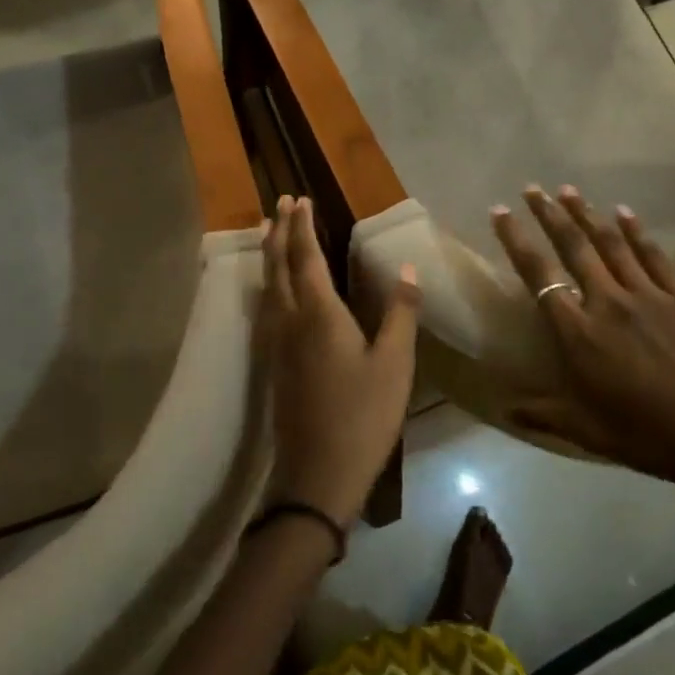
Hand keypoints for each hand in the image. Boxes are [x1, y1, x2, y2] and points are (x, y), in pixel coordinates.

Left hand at [256, 195, 420, 526]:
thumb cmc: (362, 417)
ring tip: (270, 232)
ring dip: (269, 254)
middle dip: (279, 231)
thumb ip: (400, 312)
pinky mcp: (274, 363)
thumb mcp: (395, 365)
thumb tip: (408, 267)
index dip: (302, 226)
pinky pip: (267, 306)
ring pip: (267, 286)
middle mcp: (289, 320)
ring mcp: (276, 343)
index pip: (306, 257)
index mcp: (318, 314)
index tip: (299, 199)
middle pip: (278, 265)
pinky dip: (269, 282)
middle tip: (279, 203)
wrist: (316, 475)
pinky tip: (274, 289)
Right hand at [491, 186, 674, 536]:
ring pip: (610, 243)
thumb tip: (505, 408)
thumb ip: (544, 414)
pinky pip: (654, 255)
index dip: (516, 240)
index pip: (539, 276)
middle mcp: (608, 303)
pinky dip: (636, 231)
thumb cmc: (650, 437)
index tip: (500, 211)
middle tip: (532, 188)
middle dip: (549, 214)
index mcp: (579, 334)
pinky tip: (624, 212)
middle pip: (573, 247)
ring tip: (568, 189)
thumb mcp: (588, 432)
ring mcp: (648, 296)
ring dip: (586, 213)